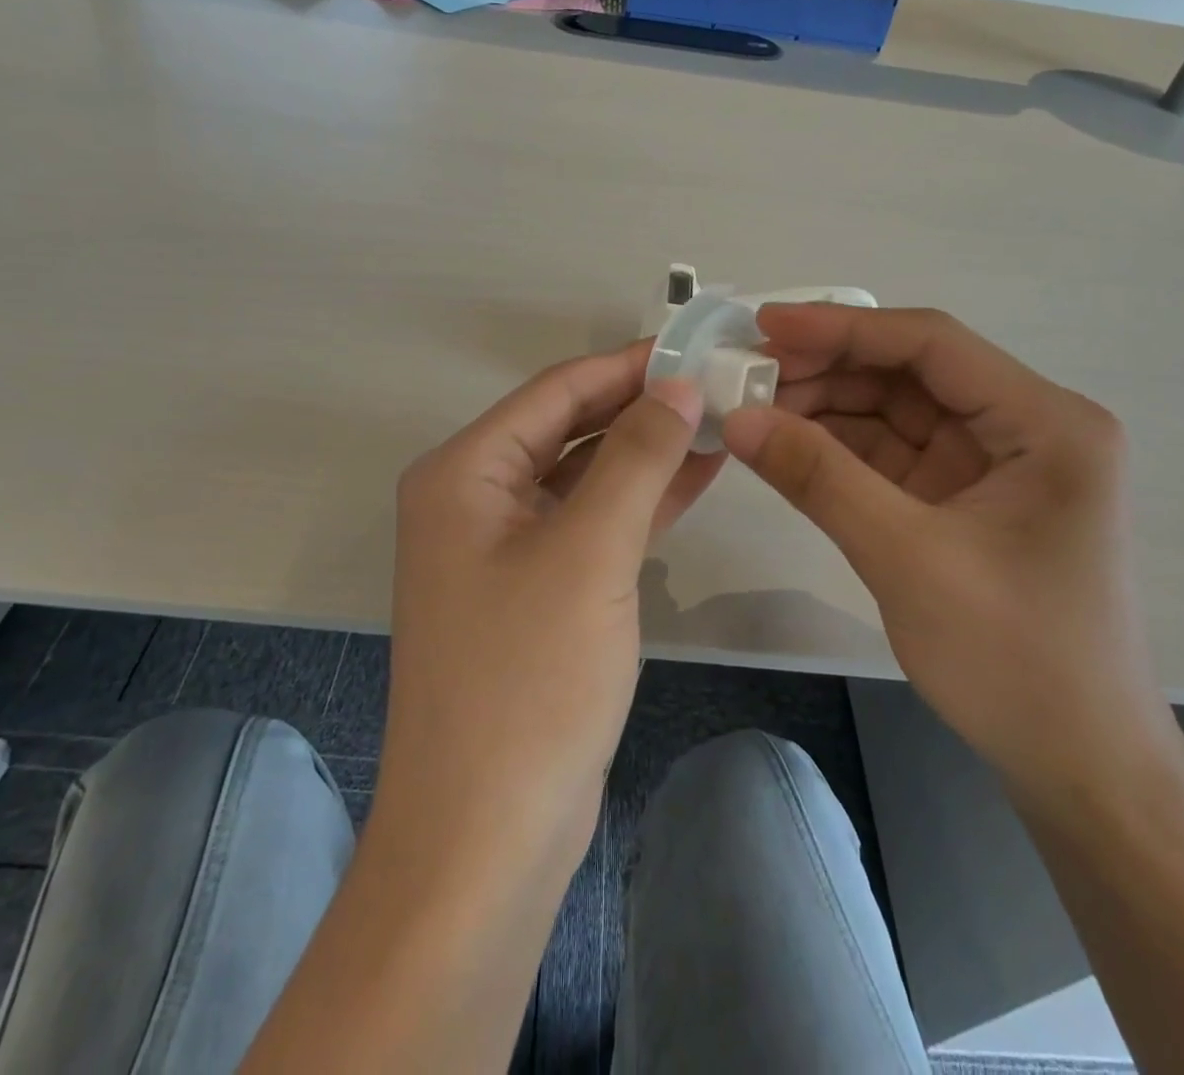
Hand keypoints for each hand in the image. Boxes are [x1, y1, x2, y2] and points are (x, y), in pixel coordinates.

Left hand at [377, 341, 722, 863]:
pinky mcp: (534, 589)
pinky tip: (695, 478)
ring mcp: (502, 547)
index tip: (695, 348)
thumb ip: (635, 457)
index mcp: (464, 472)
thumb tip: (677, 386)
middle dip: (640, 408)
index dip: (627, 367)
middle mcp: (473, 498)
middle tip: (717, 385)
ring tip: (719, 422)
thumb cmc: (528, 679)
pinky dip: (638, 501)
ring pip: (583, 476)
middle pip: (567, 428)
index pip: (555, 391)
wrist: (487, 835)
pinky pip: (589, 523)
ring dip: (646, 452)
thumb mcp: (589, 552)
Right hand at [722, 305, 1178, 802]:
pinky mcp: (963, 498)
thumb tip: (738, 418)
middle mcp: (1025, 428)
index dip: (842, 327)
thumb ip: (819, 478)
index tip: (765, 325)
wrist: (1078, 765)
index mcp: (1044, 424)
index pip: (931, 344)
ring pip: (895, 410)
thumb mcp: (906, 558)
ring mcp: (993, 464)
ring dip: (826, 407)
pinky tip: (786, 445)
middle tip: (747, 374)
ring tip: (754, 409)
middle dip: (828, 369)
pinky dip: (839, 448)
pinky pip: (892, 453)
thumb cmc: (1015, 659)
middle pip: (910, 373)